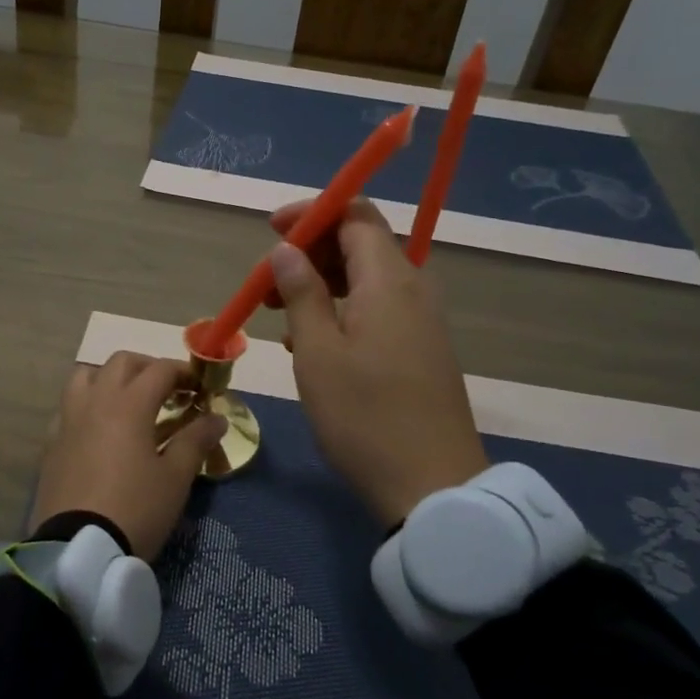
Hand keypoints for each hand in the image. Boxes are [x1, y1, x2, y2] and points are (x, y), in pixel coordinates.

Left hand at [29, 352, 225, 563]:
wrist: (78, 549)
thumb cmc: (135, 509)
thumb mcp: (175, 478)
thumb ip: (195, 441)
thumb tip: (217, 418)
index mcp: (128, 404)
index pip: (159, 370)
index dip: (184, 373)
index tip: (200, 389)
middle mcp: (95, 402)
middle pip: (120, 363)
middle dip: (148, 368)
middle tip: (168, 390)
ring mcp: (68, 421)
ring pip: (85, 377)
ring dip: (110, 378)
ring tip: (128, 402)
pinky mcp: (51, 444)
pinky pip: (68, 408)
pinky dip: (87, 405)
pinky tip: (99, 429)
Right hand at [265, 200, 489, 524]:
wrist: (431, 484)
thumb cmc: (364, 416)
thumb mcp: (318, 353)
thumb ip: (301, 293)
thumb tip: (287, 250)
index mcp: (389, 280)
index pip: (354, 214)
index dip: (311, 214)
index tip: (271, 231)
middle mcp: (413, 288)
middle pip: (361, 244)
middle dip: (310, 252)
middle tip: (268, 284)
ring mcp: (422, 320)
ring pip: (367, 279)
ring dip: (322, 284)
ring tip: (281, 317)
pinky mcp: (422, 347)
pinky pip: (378, 308)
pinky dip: (342, 310)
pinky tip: (312, 344)